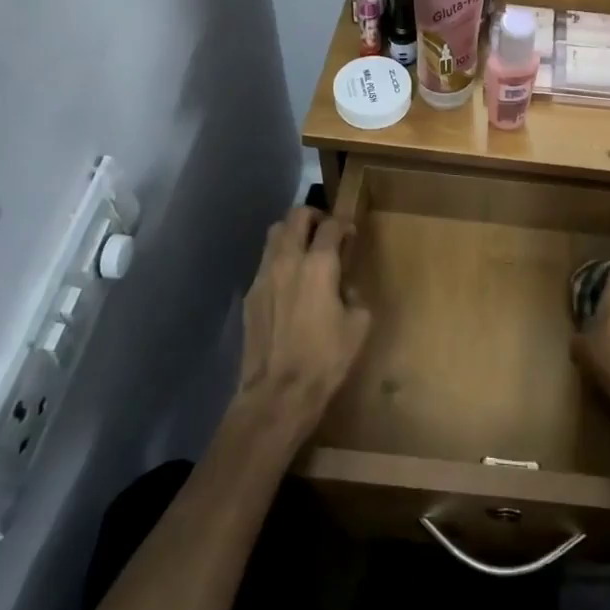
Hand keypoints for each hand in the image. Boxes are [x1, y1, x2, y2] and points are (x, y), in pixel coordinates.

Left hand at [232, 207, 371, 449]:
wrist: (277, 393)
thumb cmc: (325, 358)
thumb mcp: (359, 324)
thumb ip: (354, 294)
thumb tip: (344, 288)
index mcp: (318, 264)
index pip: (331, 225)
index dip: (344, 224)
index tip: (351, 234)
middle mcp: (287, 260)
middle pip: (296, 216)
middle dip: (313, 217)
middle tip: (325, 232)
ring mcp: (263, 276)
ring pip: (274, 234)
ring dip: (291, 233)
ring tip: (304, 251)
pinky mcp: (250, 296)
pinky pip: (265, 263)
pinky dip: (278, 260)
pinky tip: (289, 283)